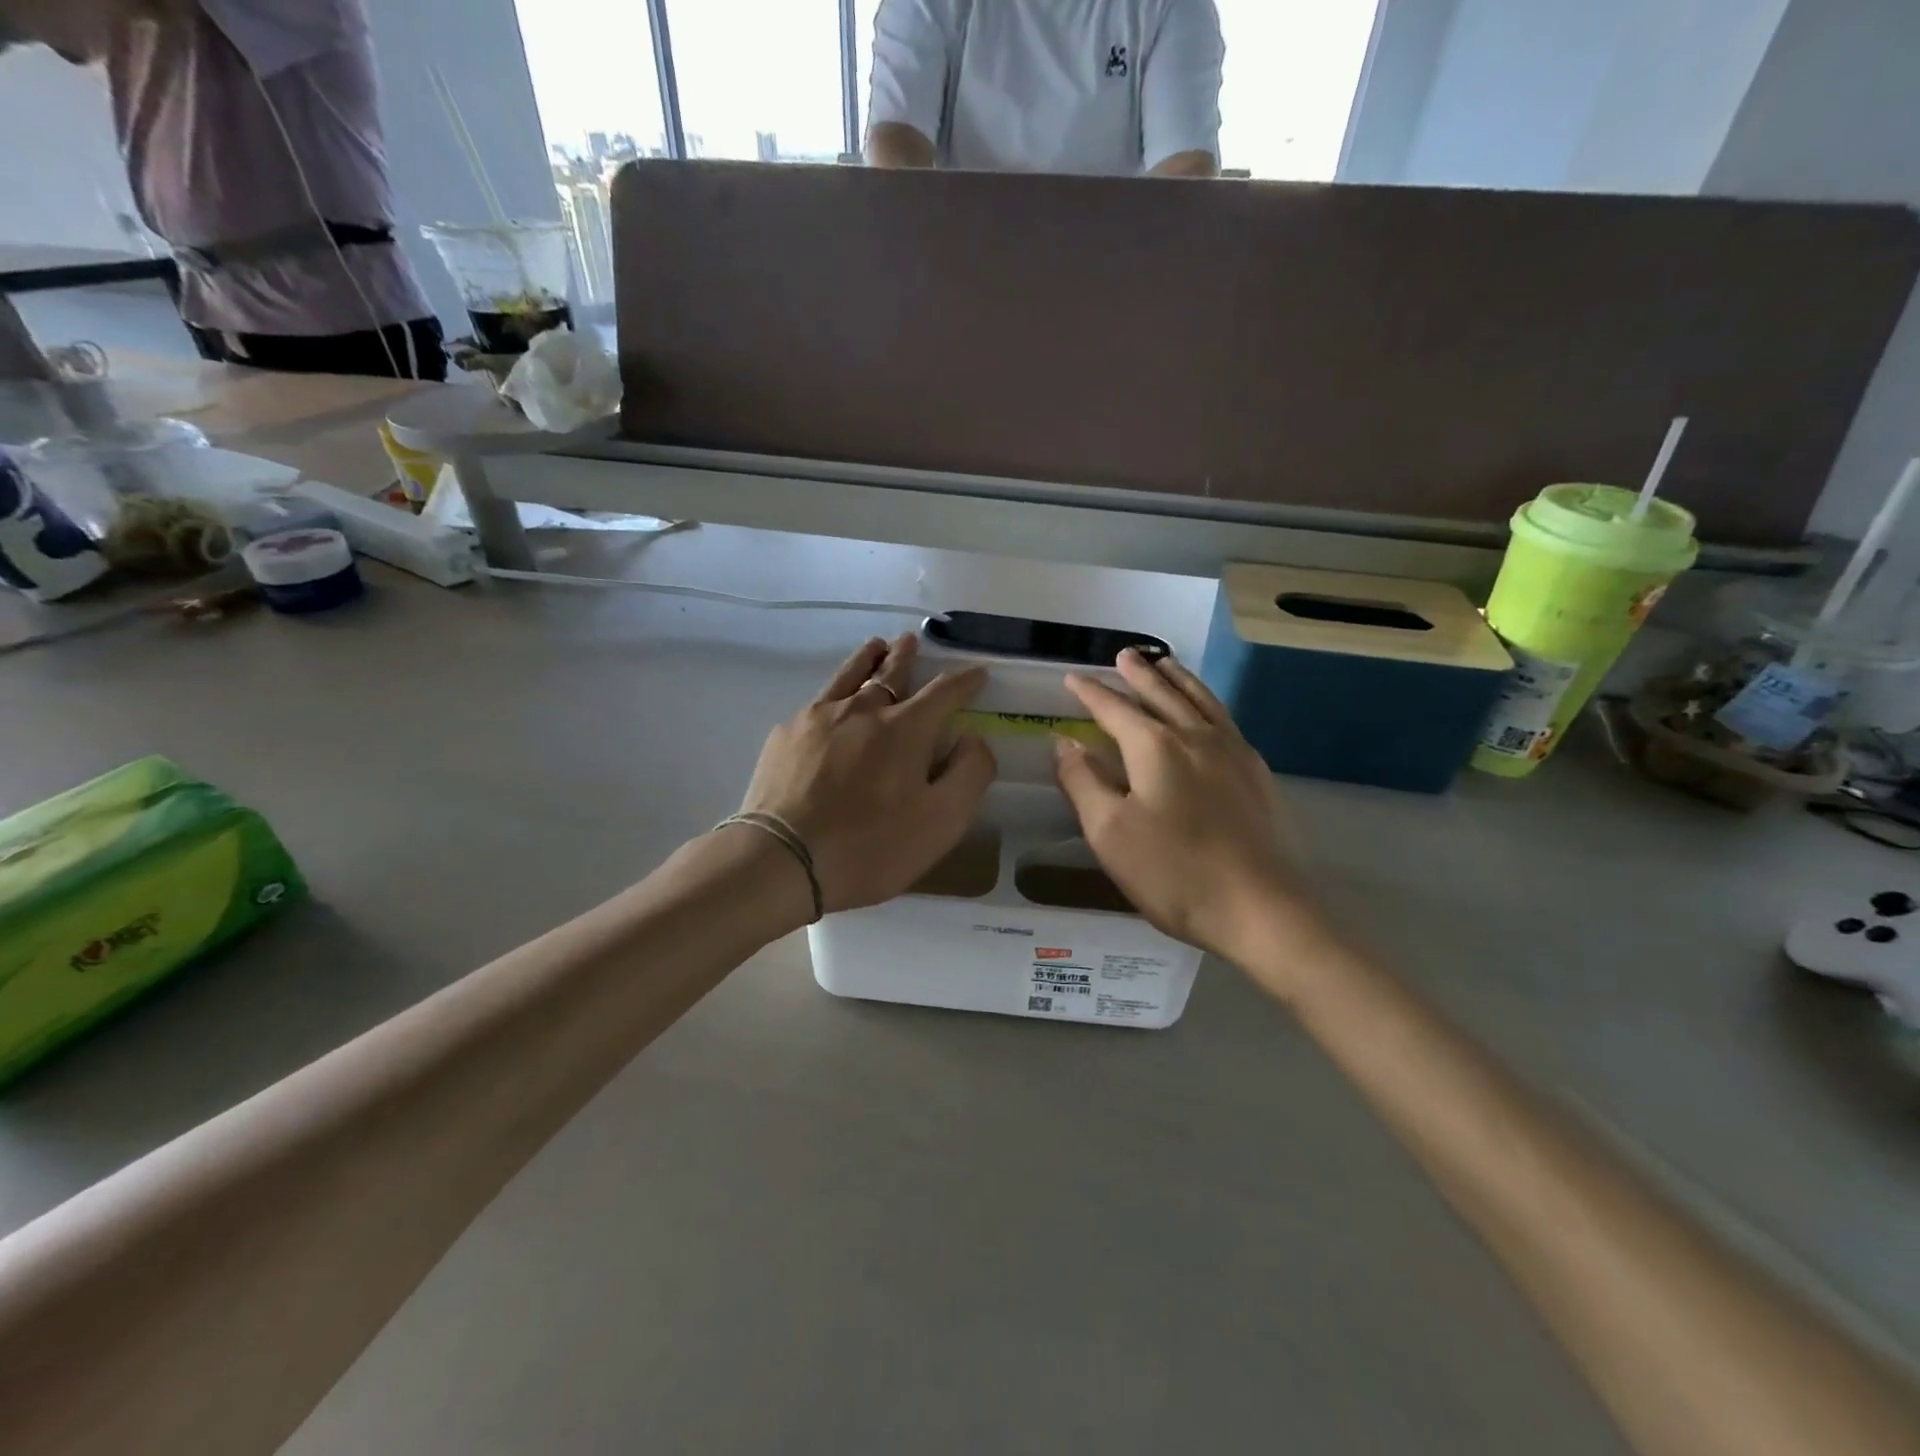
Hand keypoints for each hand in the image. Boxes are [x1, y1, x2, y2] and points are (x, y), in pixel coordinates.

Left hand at [737, 634, 995, 912]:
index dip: (965, 681)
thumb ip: (969, 774)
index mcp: (905, 729)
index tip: (977, 672)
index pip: (944, 692)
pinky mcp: (785, 735)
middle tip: (912, 640)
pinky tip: (830, 706)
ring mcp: (818, 717)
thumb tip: (973, 738)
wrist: (782, 860)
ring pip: (849, 675)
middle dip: (907, 656)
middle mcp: (862, 710)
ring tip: (875, 647)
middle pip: (890, 672)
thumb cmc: (871, 846)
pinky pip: (817, 703)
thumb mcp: (942, 822)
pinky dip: (834, 694)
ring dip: (868, 659)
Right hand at [1053, 649, 1314, 961]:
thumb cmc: (1174, 873)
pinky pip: (1225, 720)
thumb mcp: (1110, 833)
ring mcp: (1232, 753)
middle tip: (1124, 655)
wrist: (1261, 909)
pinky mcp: (1256, 774)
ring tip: (1165, 663)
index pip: (1115, 709)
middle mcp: (1195, 737)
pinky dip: (1207, 703)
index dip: (1091, 693)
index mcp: (1154, 747)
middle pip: (1162, 694)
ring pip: (1200, 701)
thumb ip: (1083, 782)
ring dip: (1178, 679)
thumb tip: (1065, 742)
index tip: (1072, 678)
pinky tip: (1208, 712)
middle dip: (1138, 674)